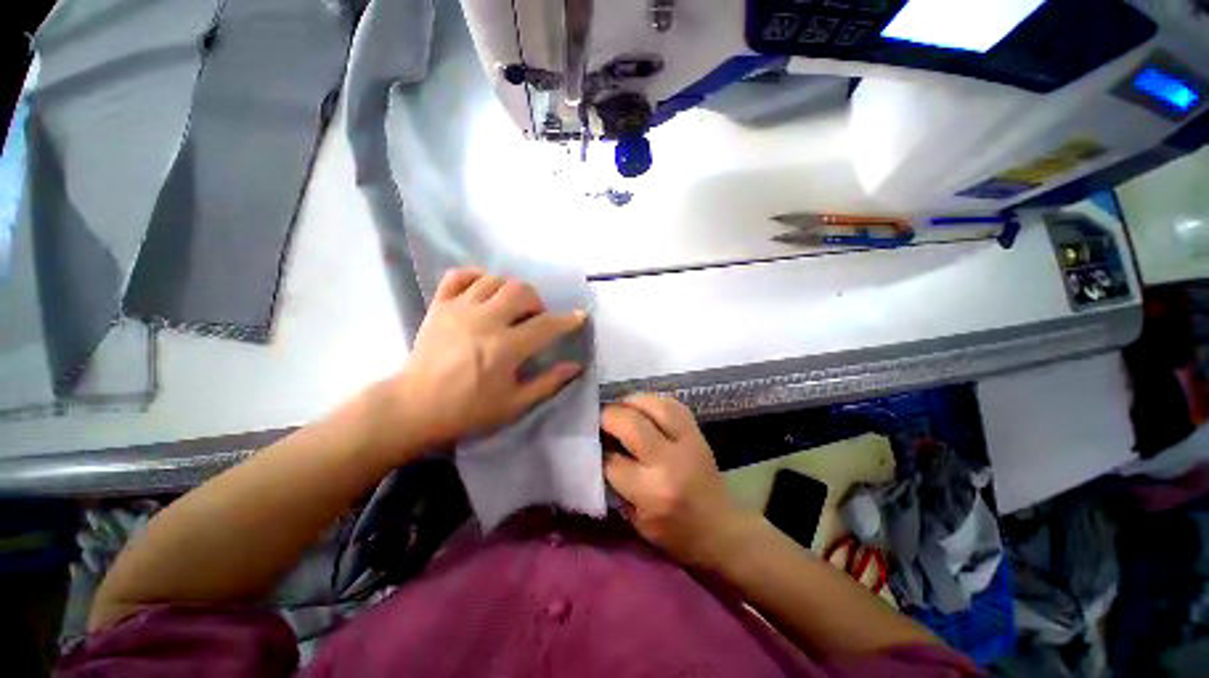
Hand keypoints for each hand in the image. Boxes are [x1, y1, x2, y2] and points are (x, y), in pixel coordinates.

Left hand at [381, 269, 586, 449]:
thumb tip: (575, 366)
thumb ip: (548, 382)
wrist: (415, 407)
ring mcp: (459, 309)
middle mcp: (484, 321)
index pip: (546, 325)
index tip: (579, 316)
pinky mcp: (439, 305)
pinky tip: (483, 290)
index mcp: (505, 348)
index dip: (567, 320)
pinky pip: (459, 275)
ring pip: (495, 280)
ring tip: (509, 307)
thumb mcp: (515, 404)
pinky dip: (476, 277)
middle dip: (536, 302)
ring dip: (510, 290)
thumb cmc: (468, 410)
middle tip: (534, 318)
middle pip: (521, 291)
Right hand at [603, 394, 757, 568]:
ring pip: (653, 405)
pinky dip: (652, 401)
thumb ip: (615, 485)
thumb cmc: (674, 532)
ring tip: (621, 408)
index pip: (612, 460)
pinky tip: (643, 408)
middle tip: (600, 420)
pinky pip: (672, 404)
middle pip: (631, 423)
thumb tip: (599, 450)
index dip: (599, 451)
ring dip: (630, 402)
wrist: (721, 529)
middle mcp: (670, 461)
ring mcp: (688, 441)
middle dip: (609, 417)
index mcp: (652, 492)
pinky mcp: (698, 432)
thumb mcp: (636, 519)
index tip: (593, 446)